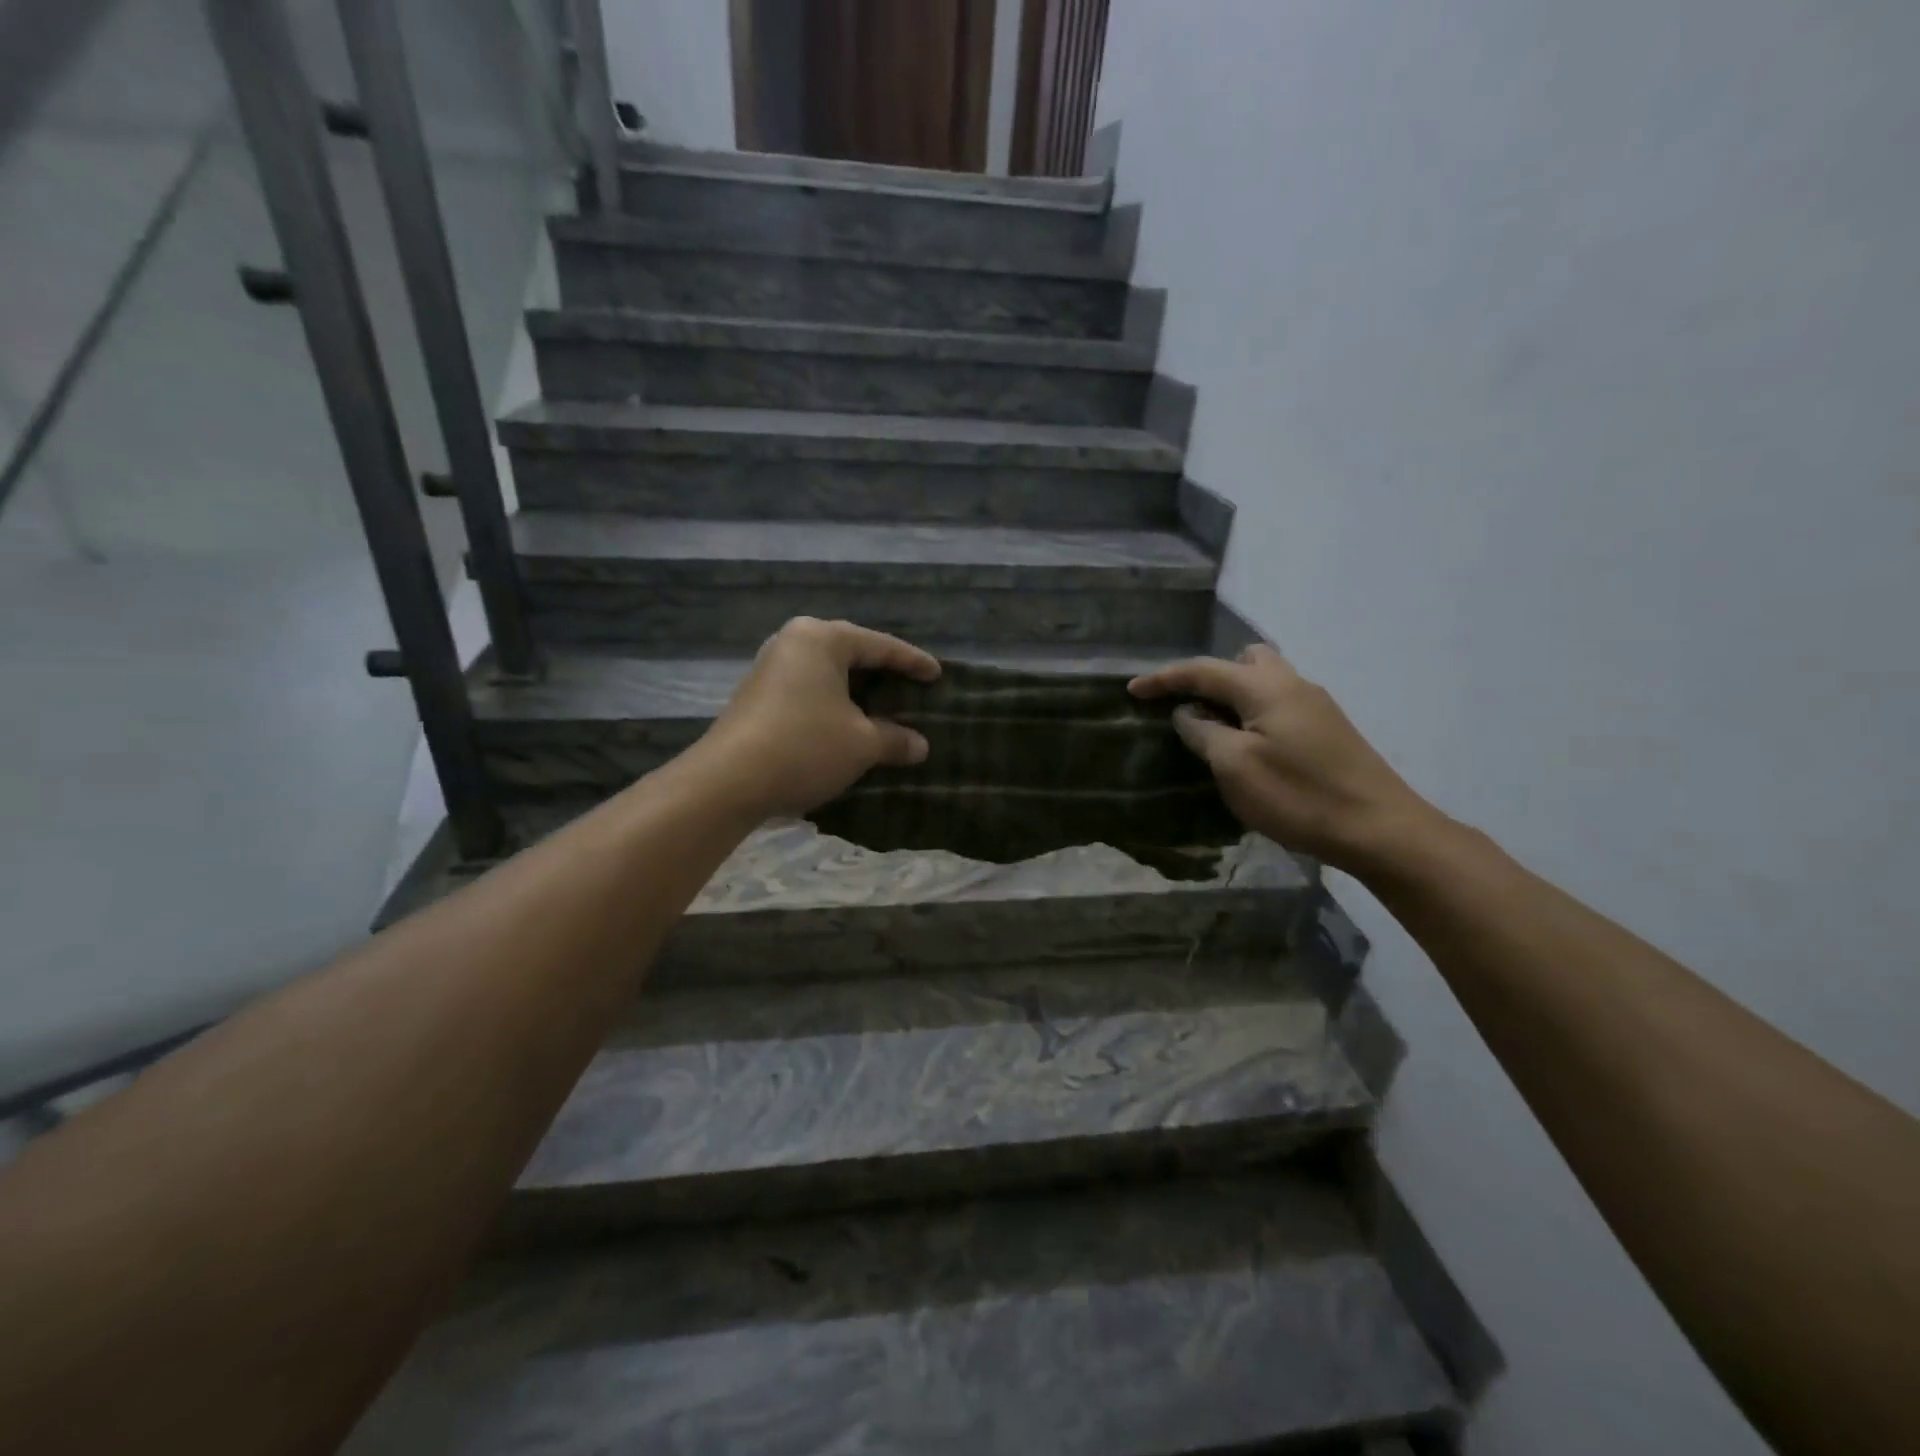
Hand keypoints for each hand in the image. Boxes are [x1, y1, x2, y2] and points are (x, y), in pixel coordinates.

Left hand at [692, 617, 940, 819]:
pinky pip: (808, 689)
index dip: (913, 662)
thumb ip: (895, 739)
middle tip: (912, 689)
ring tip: (884, 707)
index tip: (938, 675)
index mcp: (822, 638)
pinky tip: (848, 723)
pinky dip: (833, 703)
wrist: (729, 781)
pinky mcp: (758, 694)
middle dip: (883, 674)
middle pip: (851, 653)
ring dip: (856, 691)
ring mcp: (771, 667)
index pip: (880, 645)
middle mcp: (794, 642)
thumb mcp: (861, 744)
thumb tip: (920, 746)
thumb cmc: (805, 747)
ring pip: (827, 673)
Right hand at [1129, 644, 1444, 874]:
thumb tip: (1188, 713)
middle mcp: (1293, 685)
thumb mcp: (1235, 767)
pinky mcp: (1329, 730)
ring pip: (1265, 682)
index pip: (1204, 670)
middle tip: (1189, 707)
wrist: (1380, 829)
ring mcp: (1317, 707)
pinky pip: (1280, 704)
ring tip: (1214, 730)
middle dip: (1209, 677)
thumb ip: (1204, 732)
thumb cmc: (1299, 796)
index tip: (1131, 690)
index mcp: (1266, 687)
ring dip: (1234, 697)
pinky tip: (1249, 747)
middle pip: (1244, 661)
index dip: (1164, 678)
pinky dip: (1254, 714)